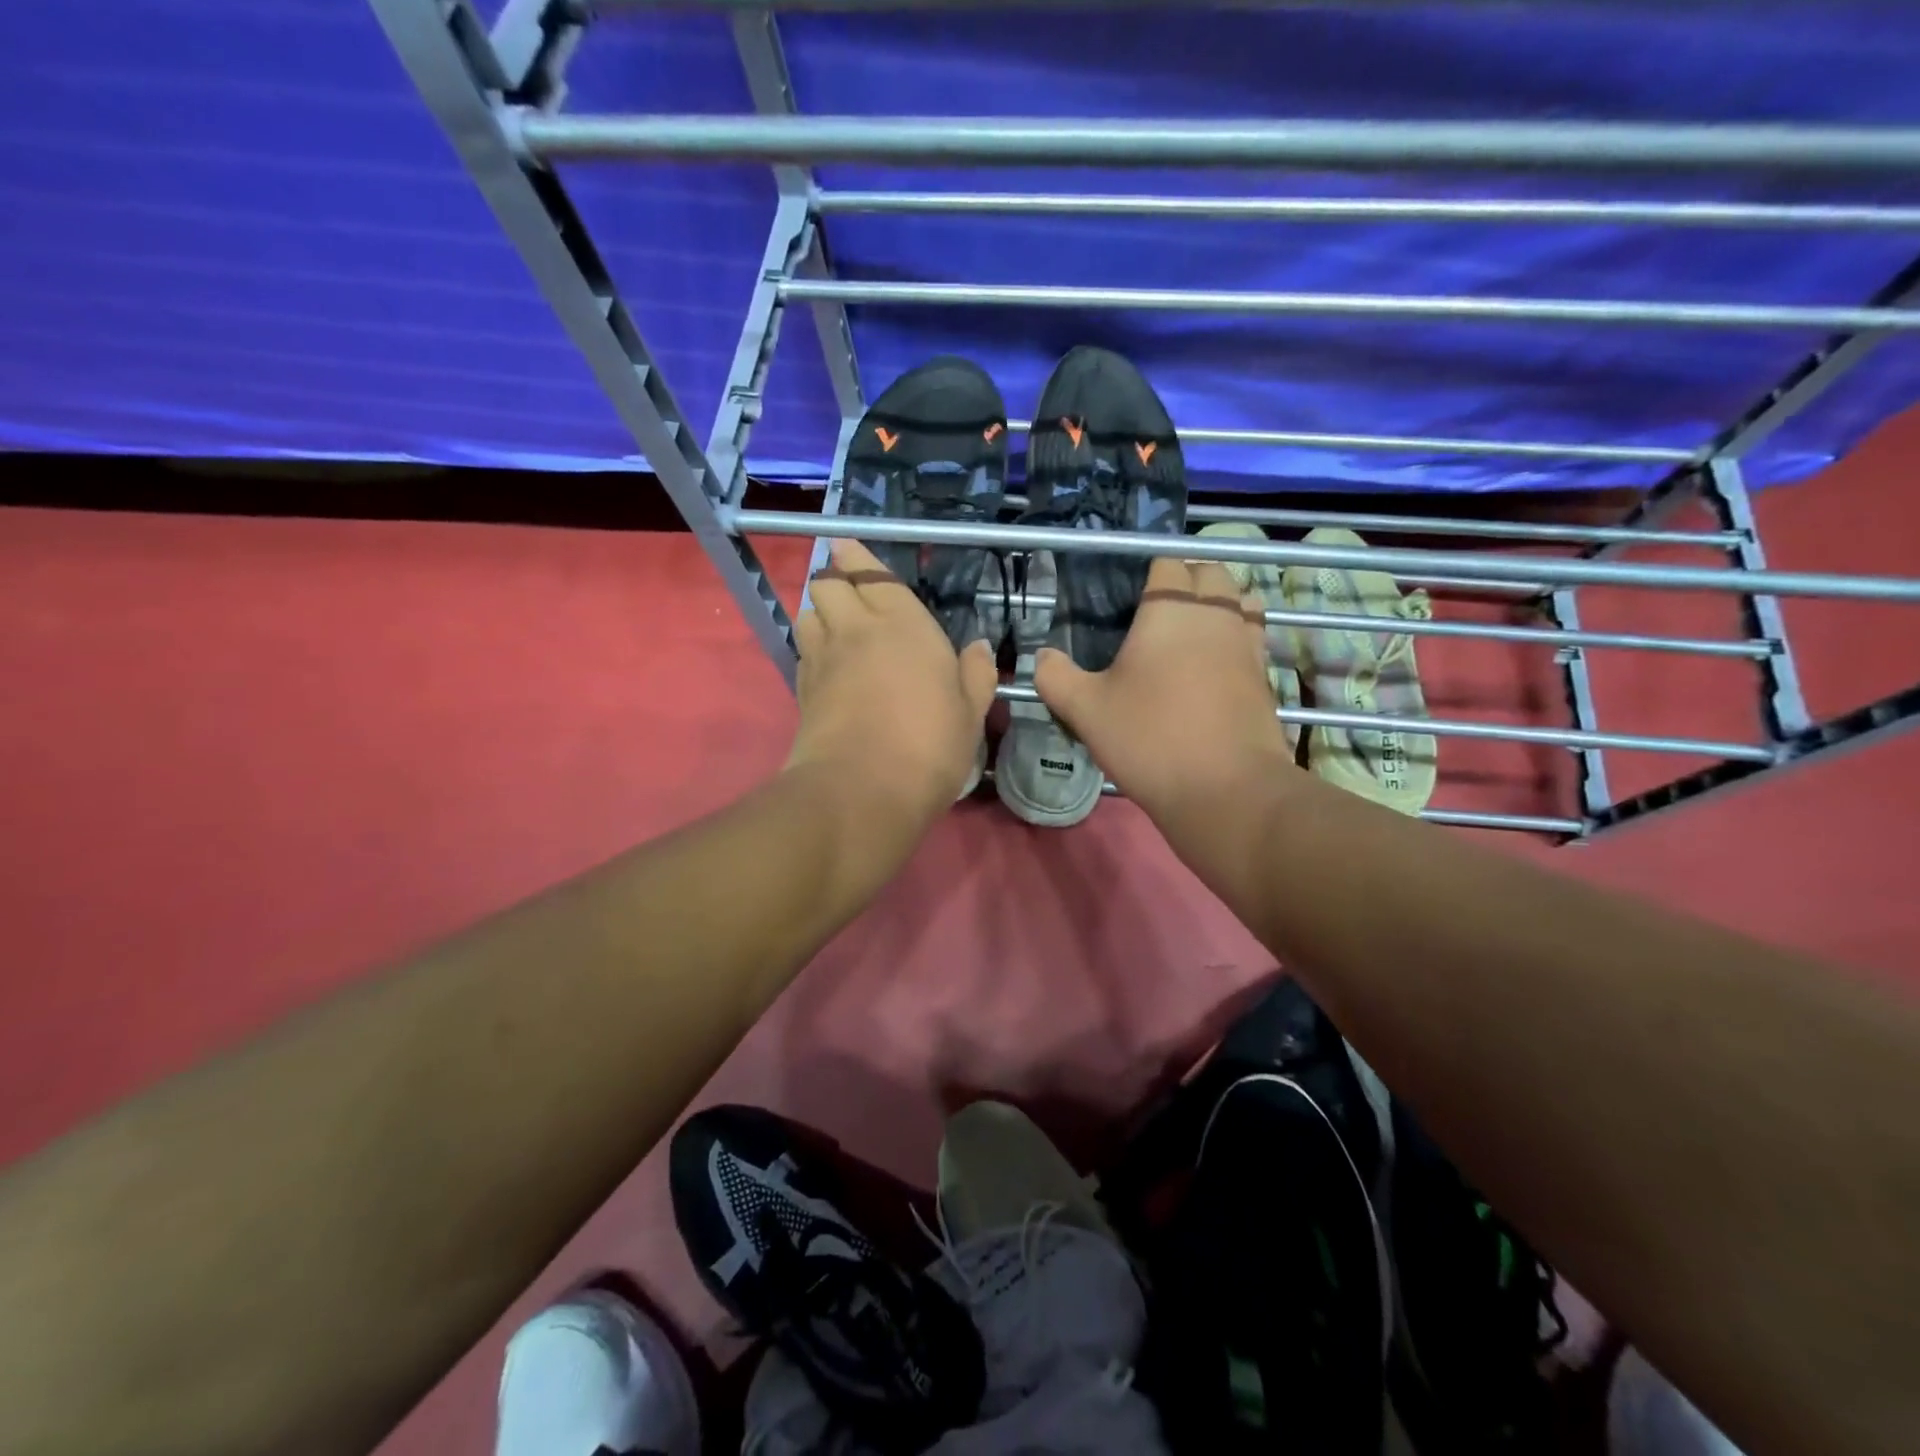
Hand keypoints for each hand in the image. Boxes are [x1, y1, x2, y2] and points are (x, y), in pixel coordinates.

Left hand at [787, 538, 997, 824]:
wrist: (862, 790)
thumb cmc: (929, 744)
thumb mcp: (971, 711)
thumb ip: (976, 673)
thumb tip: (978, 647)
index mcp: (902, 623)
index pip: (869, 573)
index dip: (855, 557)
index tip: (847, 546)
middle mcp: (855, 629)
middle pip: (826, 584)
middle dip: (833, 579)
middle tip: (849, 591)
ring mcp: (823, 659)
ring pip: (807, 614)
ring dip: (819, 611)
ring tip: (836, 624)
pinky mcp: (802, 691)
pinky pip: (803, 651)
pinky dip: (811, 646)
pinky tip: (828, 663)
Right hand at [1035, 555, 1295, 827]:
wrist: (1225, 789)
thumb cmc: (1150, 738)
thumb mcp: (1085, 710)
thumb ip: (1055, 676)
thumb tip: (1042, 657)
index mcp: (1170, 609)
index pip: (1167, 563)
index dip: (1149, 575)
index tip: (1129, 602)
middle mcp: (1215, 614)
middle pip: (1211, 573)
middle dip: (1188, 583)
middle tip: (1157, 617)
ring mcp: (1247, 643)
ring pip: (1240, 601)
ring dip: (1219, 607)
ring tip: (1190, 636)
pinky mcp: (1265, 675)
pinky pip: (1252, 638)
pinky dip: (1235, 639)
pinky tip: (1213, 668)